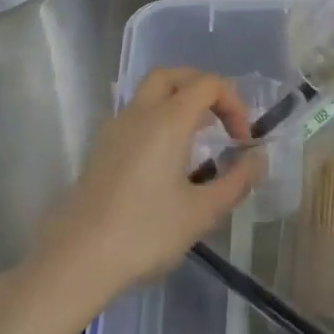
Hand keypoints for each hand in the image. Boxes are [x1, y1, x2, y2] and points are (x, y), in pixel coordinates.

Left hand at [33, 68, 265, 310]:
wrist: (77, 258)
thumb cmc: (145, 232)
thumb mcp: (202, 212)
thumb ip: (236, 181)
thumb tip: (257, 159)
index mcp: (168, 120)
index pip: (208, 84)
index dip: (233, 104)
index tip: (241, 141)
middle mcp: (140, 112)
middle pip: (173, 75)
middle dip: (202, 88)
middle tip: (219, 119)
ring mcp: (115, 128)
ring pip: (149, 93)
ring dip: (178, 102)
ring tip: (197, 139)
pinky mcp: (101, 148)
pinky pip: (135, 115)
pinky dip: (158, 119)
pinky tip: (166, 159)